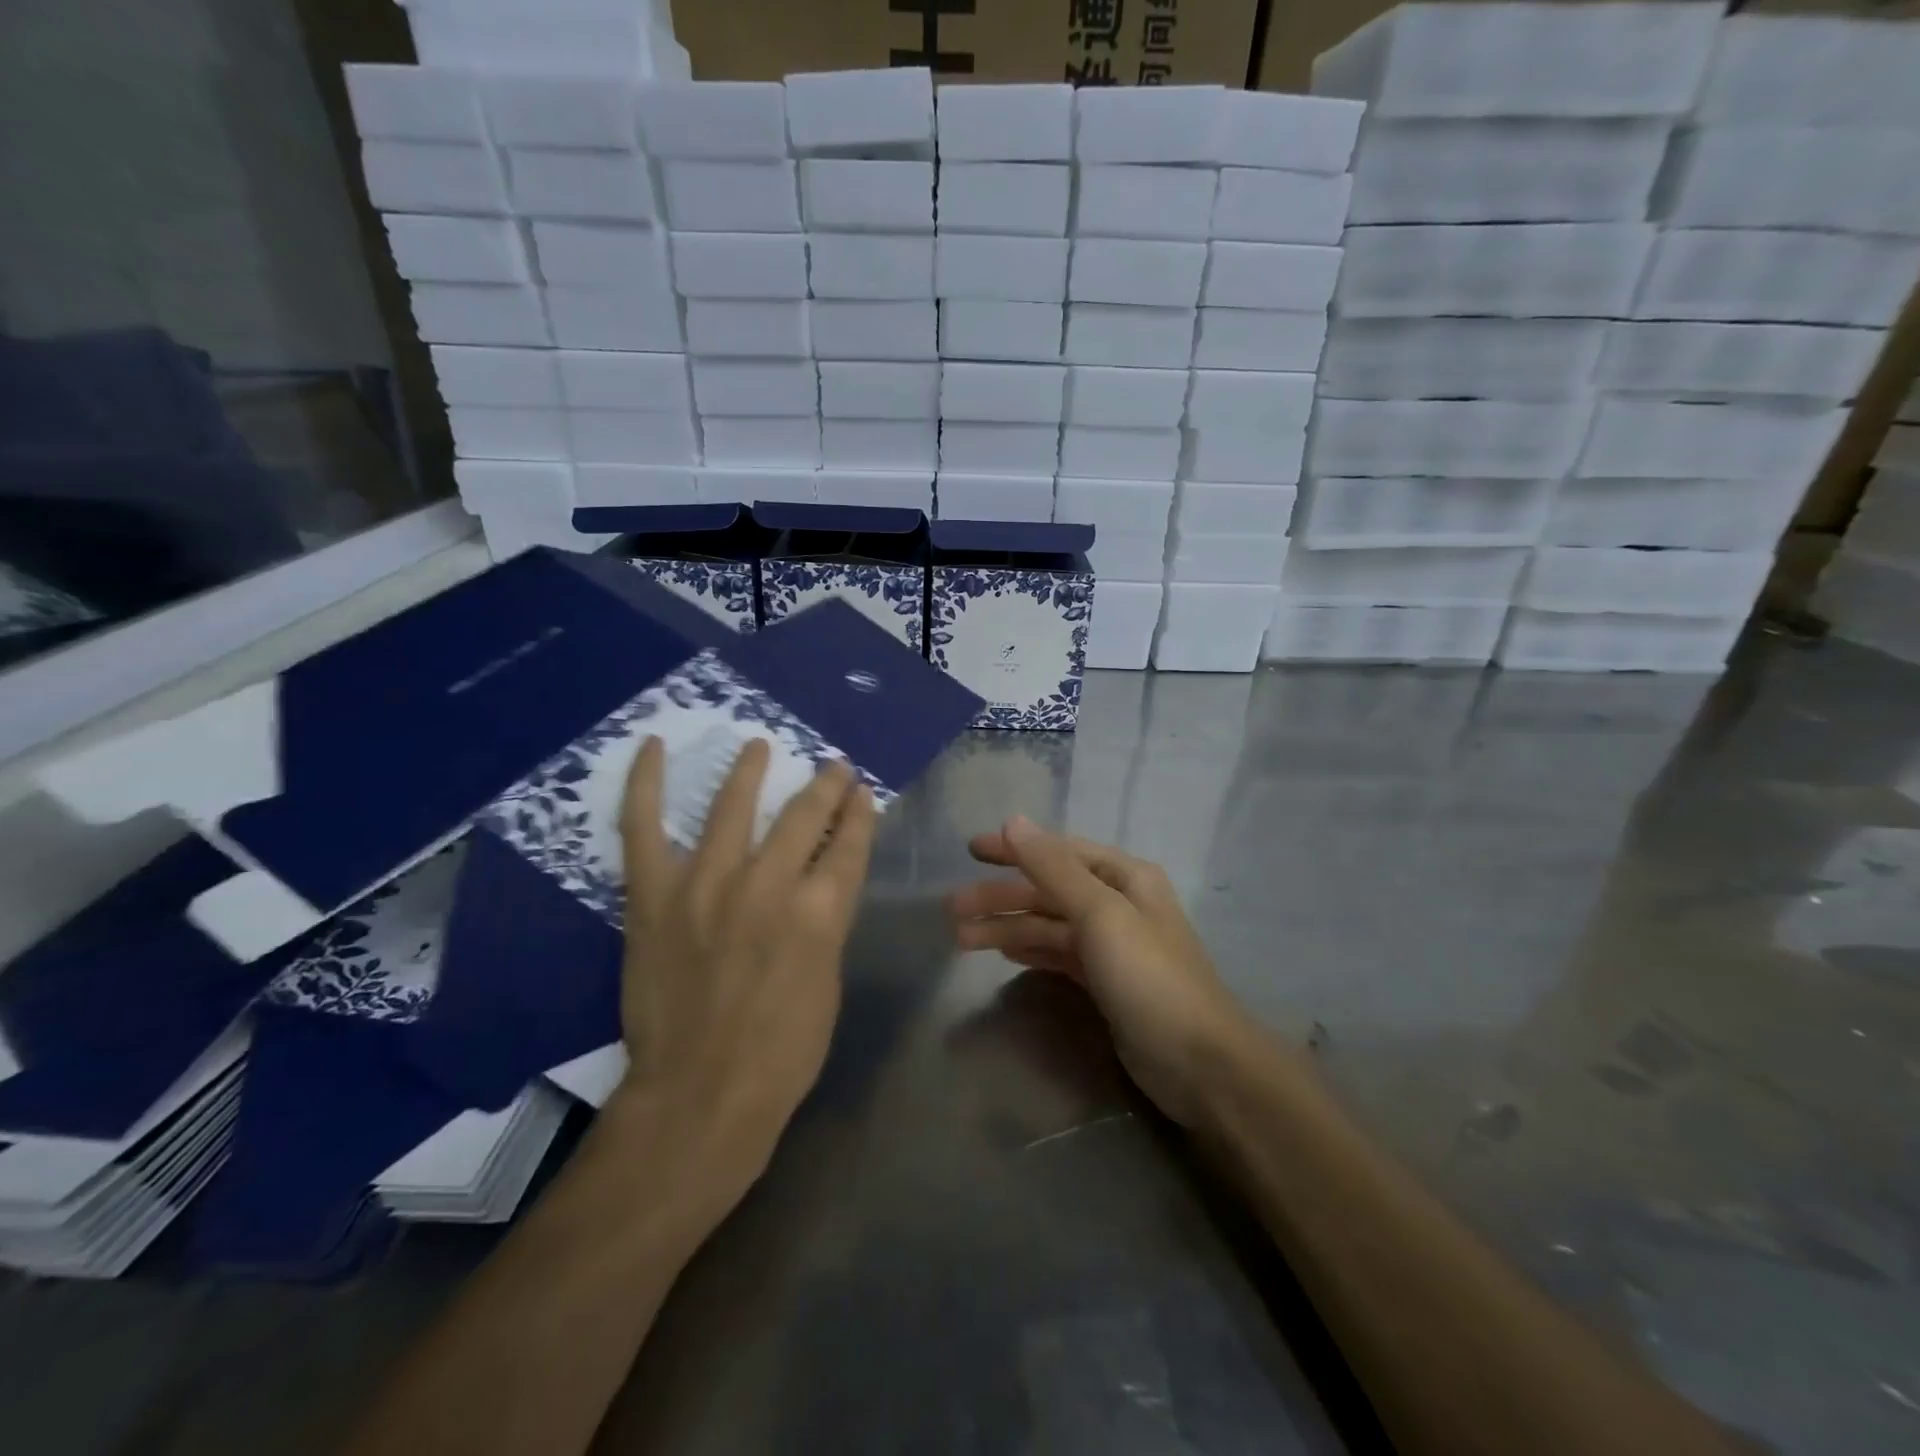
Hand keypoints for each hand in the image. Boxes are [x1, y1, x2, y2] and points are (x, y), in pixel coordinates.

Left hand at [611, 736, 875, 1193]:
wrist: (698, 1098)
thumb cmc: (782, 1053)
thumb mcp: (828, 982)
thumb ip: (825, 922)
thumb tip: (822, 881)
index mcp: (819, 913)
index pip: (849, 844)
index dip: (860, 813)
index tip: (861, 793)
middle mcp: (768, 886)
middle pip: (803, 816)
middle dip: (825, 786)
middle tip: (832, 768)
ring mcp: (705, 885)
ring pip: (733, 806)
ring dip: (751, 770)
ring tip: (759, 746)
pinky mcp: (654, 897)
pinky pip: (643, 828)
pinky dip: (644, 784)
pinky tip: (651, 747)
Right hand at [945, 817, 1256, 1125]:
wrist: (1199, 1064)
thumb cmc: (1149, 978)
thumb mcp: (1100, 914)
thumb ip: (1054, 868)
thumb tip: (1013, 820)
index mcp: (1125, 877)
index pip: (1059, 851)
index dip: (1015, 849)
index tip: (970, 850)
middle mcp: (1118, 903)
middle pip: (1049, 891)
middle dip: (1002, 897)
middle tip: (952, 909)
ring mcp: (1112, 946)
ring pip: (1050, 926)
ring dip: (1007, 927)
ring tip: (961, 938)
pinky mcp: (1105, 983)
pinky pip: (1059, 955)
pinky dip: (1031, 950)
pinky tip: (1003, 952)